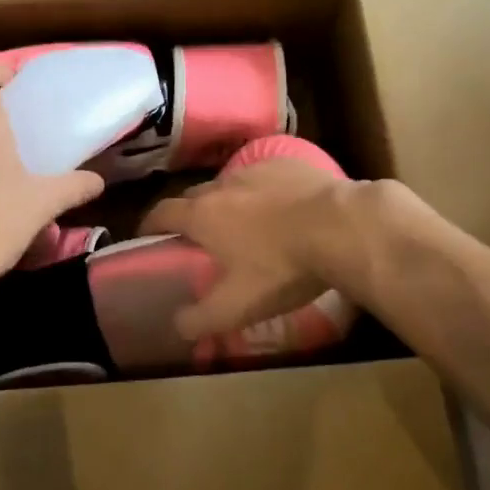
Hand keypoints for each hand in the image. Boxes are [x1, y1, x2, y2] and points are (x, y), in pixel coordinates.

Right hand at [139, 158, 358, 338]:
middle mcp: (222, 185)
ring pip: (232, 185)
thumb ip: (202, 318)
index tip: (148, 237)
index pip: (161, 213)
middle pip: (194, 196)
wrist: (340, 227)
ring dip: (230, 202)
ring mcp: (257, 169)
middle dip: (191, 215)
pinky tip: (284, 209)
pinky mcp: (290, 163)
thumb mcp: (238, 306)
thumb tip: (177, 326)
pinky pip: (266, 177)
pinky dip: (265, 192)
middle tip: (201, 239)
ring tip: (246, 225)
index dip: (150, 225)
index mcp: (203, 215)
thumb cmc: (281, 267)